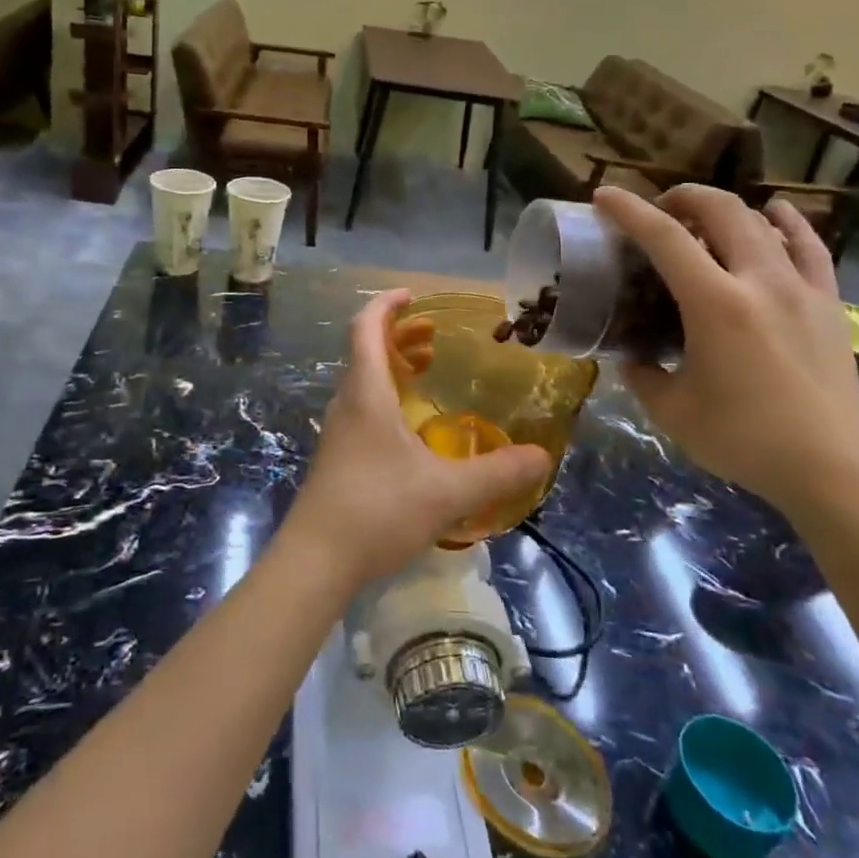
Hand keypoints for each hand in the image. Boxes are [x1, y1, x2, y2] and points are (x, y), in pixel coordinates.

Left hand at [281, 289, 550, 586]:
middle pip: (365, 351)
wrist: (315, 561)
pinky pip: (362, 407)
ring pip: (363, 381)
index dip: (386, 305)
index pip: (365, 327)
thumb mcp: (447, 492)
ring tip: (427, 372)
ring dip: (392, 366)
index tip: (412, 296)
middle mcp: (347, 403)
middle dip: (398, 335)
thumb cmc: (377, 510)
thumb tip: (542, 456)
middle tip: (434, 337)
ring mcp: (338, 431)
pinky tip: (412, 427)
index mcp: (366, 393)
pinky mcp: (337, 456)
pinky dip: (387, 397)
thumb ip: (497, 473)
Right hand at [594, 184, 858, 519]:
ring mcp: (801, 287)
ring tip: (704, 219)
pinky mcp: (828, 302)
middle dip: (683, 197)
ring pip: (762, 221)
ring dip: (726, 208)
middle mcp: (759, 281)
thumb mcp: (672, 411)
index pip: (665, 238)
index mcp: (715, 304)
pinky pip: (810, 245)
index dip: (629, 210)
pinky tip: (775, 213)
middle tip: (659, 210)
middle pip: (721, 210)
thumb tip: (631, 356)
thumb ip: (642, 375)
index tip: (604, 196)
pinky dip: (787, 222)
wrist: (832, 467)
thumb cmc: (744, 439)